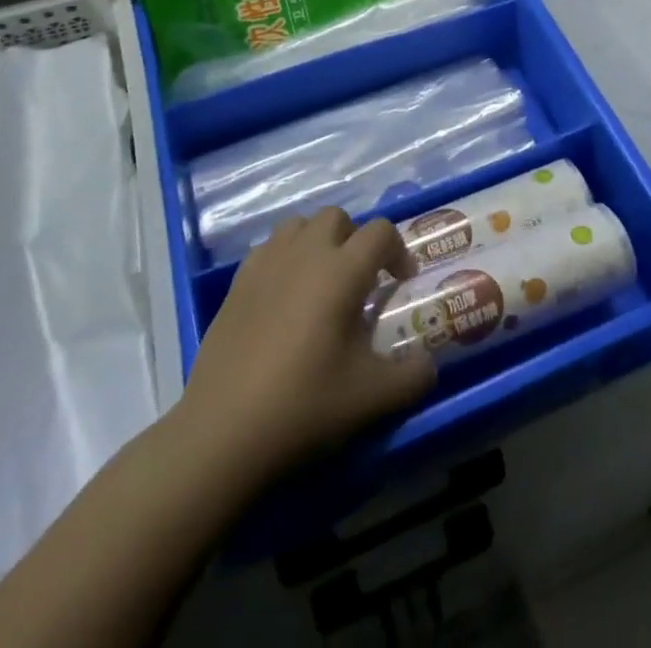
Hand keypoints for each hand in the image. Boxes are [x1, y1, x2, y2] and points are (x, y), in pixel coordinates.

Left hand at [178, 210, 436, 487]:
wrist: (223, 432)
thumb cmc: (304, 405)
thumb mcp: (372, 398)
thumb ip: (413, 377)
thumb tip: (428, 365)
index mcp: (342, 271)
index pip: (381, 232)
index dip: (398, 251)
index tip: (401, 283)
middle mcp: (305, 253)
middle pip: (337, 217)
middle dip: (355, 239)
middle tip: (360, 280)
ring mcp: (266, 264)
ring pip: (299, 226)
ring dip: (318, 242)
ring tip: (322, 281)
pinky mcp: (237, 283)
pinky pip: (269, 249)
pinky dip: (285, 258)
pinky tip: (285, 297)